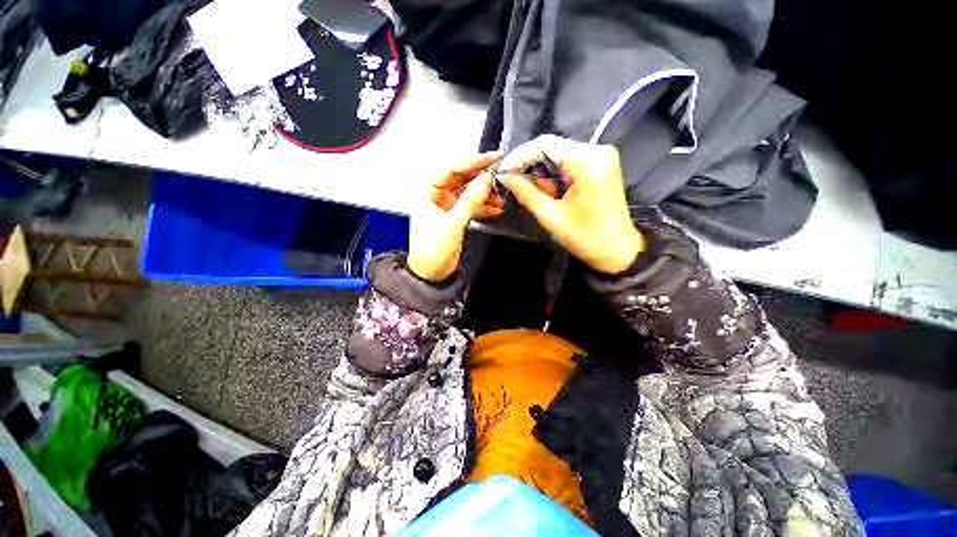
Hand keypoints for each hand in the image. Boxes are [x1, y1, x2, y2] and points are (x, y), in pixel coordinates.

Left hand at [408, 152, 503, 280]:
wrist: (432, 274)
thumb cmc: (432, 251)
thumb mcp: (452, 224)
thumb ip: (470, 201)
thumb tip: (486, 179)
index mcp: (428, 193)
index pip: (451, 169)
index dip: (472, 162)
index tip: (492, 158)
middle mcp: (437, 196)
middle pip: (461, 178)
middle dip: (480, 177)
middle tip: (500, 172)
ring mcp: (447, 207)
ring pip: (468, 192)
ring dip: (484, 193)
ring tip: (500, 196)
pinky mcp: (456, 217)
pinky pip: (471, 205)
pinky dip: (483, 206)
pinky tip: (495, 207)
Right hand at [498, 135, 642, 272]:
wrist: (618, 250)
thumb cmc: (586, 237)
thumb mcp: (551, 216)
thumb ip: (526, 193)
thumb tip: (504, 177)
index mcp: (588, 161)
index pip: (545, 144)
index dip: (520, 157)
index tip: (503, 173)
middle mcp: (597, 150)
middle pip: (552, 148)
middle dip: (529, 166)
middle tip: (513, 185)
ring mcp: (600, 156)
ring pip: (558, 155)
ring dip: (541, 173)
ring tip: (533, 194)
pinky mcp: (599, 165)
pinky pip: (568, 163)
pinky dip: (553, 176)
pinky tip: (549, 192)